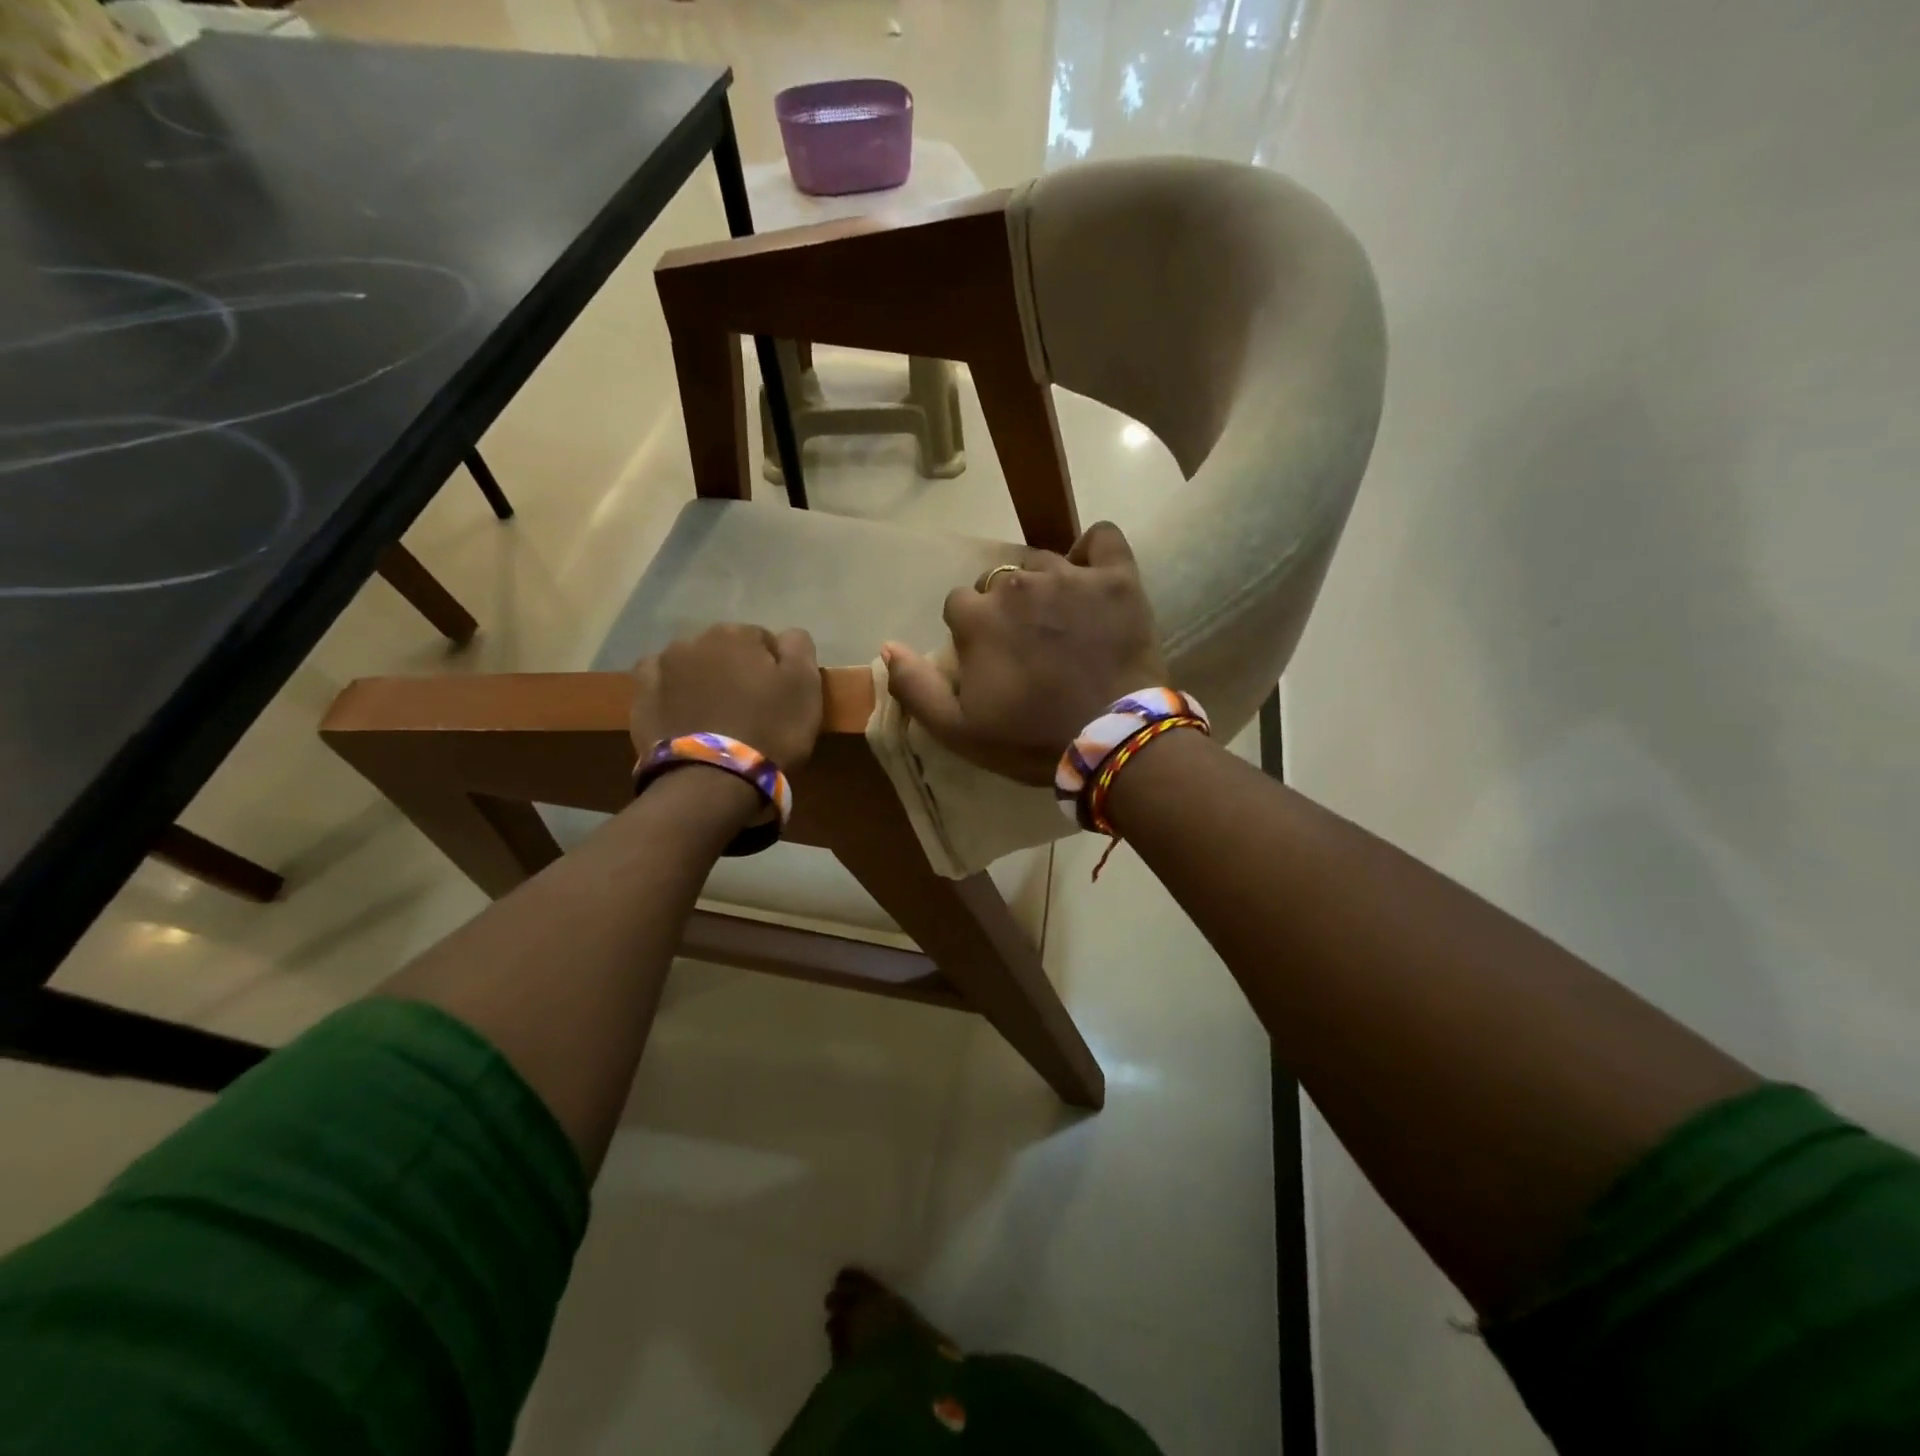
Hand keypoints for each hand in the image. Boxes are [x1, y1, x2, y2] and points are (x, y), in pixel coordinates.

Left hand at [629, 624, 822, 771]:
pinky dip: (672, 695)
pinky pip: (661, 687)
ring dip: (704, 681)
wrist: (712, 781)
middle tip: (751, 709)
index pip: (763, 641)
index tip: (781, 697)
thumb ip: (799, 647)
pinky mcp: (641, 700)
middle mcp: (693, 641)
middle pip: (725, 651)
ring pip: (691, 667)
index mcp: (735, 635)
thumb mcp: (805, 685)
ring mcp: (661, 669)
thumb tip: (787, 636)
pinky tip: (683, 714)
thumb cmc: (769, 730)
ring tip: (716, 717)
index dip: (775, 669)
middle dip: (736, 672)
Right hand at [883, 522, 1167, 785]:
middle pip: (1000, 582)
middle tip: (1030, 646)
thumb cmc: (1030, 739)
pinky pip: (1102, 538)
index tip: (993, 659)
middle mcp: (1017, 585)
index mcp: (977, 617)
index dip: (973, 632)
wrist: (1109, 742)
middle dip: (1008, 609)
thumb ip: (914, 687)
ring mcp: (1070, 577)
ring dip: (1046, 587)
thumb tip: (888, 646)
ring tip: (1065, 623)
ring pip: (1045, 564)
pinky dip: (1094, 552)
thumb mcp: (957, 730)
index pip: (960, 604)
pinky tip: (1093, 576)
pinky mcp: (1116, 578)